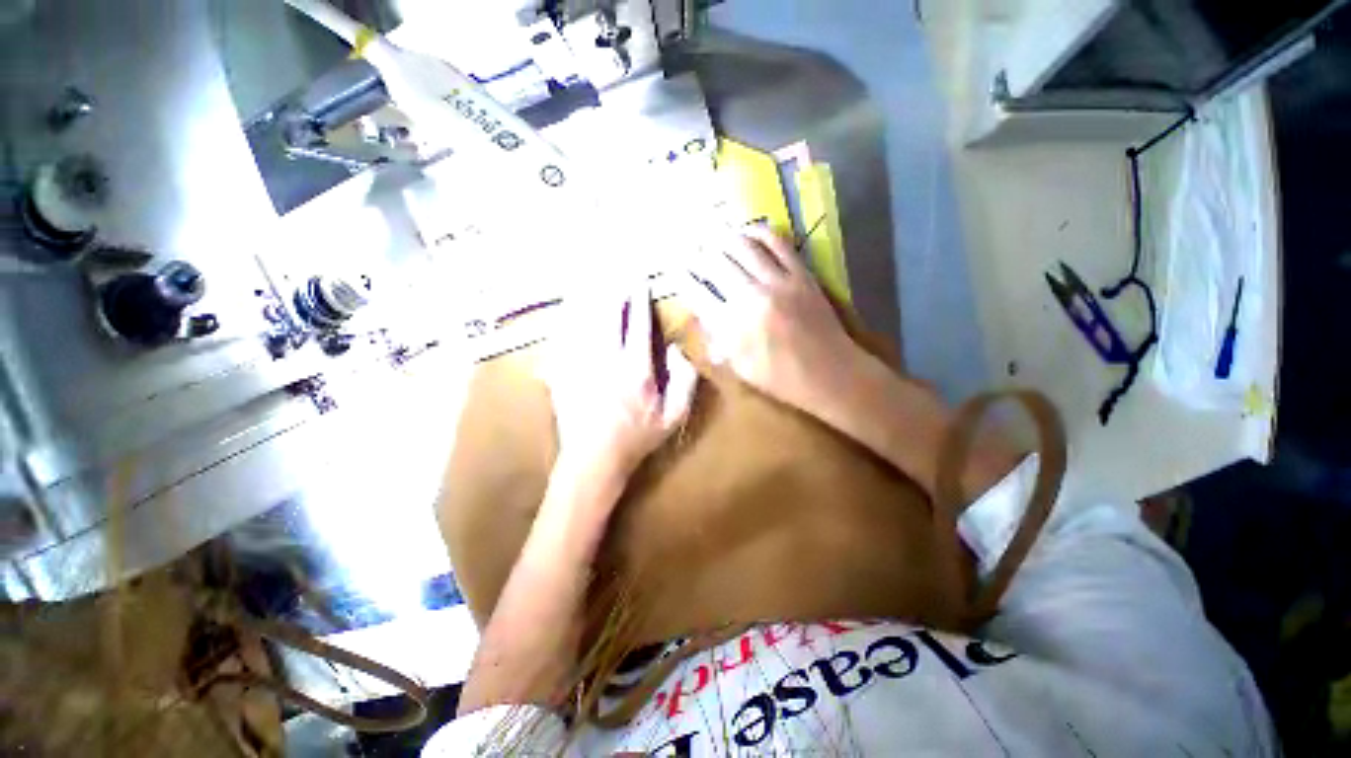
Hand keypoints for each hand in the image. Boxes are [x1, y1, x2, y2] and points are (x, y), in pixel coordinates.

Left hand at [543, 278, 698, 483]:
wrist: (593, 461)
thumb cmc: (637, 439)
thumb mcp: (673, 417)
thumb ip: (684, 382)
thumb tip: (676, 350)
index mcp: (636, 369)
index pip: (638, 324)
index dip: (639, 298)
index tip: (640, 280)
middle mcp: (607, 360)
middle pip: (607, 313)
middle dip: (611, 287)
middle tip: (612, 266)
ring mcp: (580, 364)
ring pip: (582, 319)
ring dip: (588, 295)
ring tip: (590, 275)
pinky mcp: (561, 372)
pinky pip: (563, 337)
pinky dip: (567, 318)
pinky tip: (568, 306)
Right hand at [684, 226, 863, 412]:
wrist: (830, 374)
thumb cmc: (781, 379)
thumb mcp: (740, 368)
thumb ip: (717, 340)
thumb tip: (702, 316)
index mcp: (732, 327)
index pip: (698, 293)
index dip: (683, 278)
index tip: (677, 270)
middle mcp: (750, 298)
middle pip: (716, 263)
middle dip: (699, 254)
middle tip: (693, 250)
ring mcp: (778, 283)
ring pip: (742, 246)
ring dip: (723, 238)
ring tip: (714, 236)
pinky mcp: (801, 274)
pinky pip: (777, 243)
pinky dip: (759, 232)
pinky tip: (748, 232)